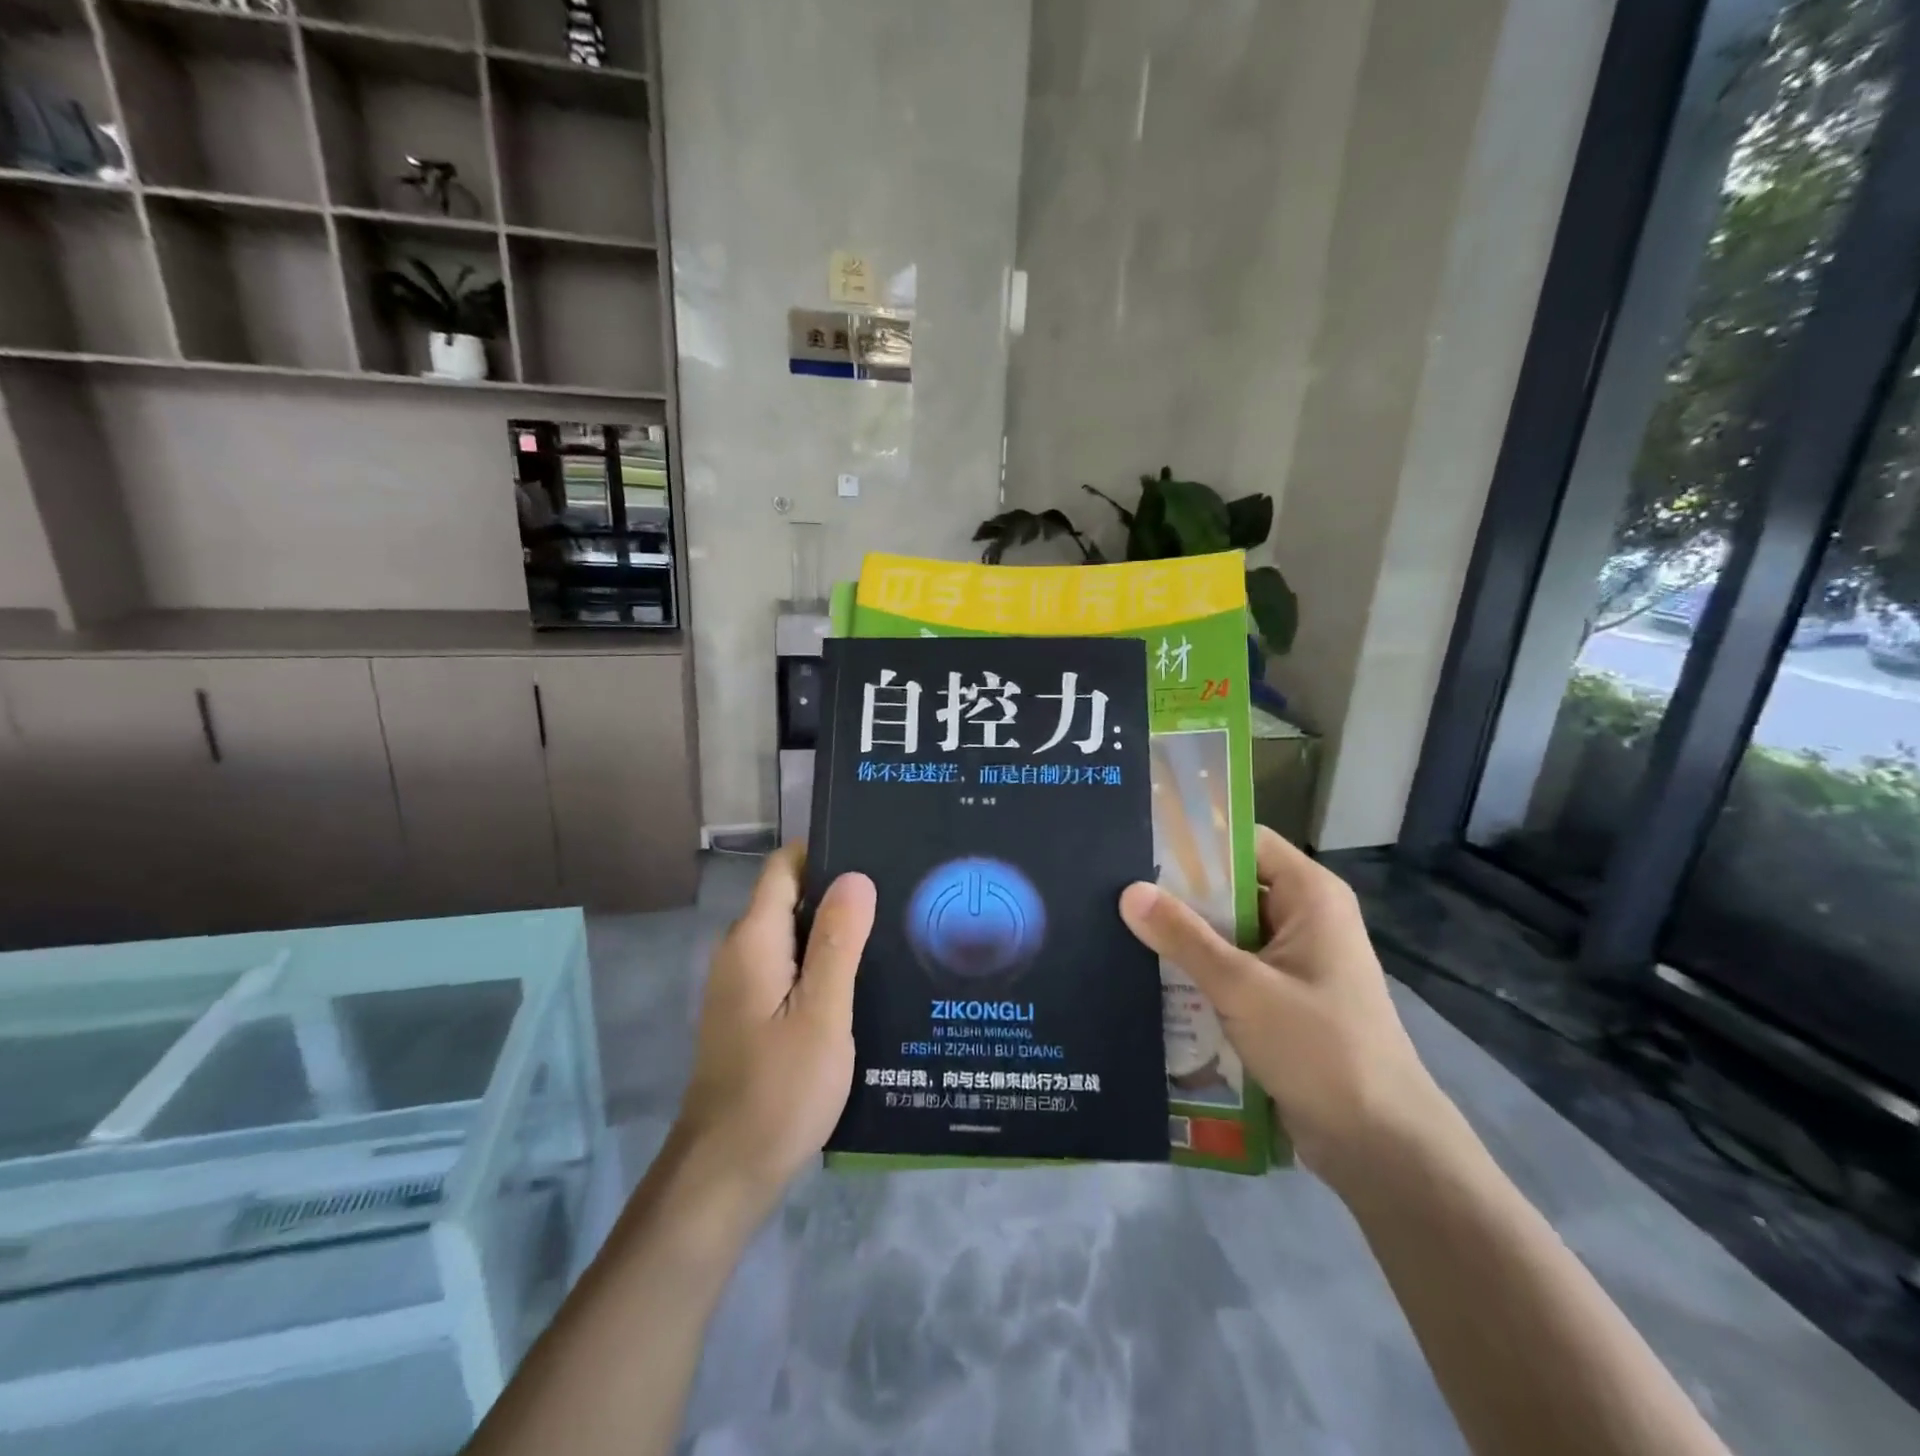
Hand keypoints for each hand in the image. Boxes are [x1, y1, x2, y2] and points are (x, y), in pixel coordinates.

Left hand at [673, 845, 875, 1207]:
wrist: (726, 1173)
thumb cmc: (779, 1088)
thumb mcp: (822, 1013)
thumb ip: (838, 942)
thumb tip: (856, 875)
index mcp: (754, 940)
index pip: (785, 867)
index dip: (826, 852)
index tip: (877, 851)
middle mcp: (741, 952)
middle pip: (791, 898)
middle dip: (841, 892)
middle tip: (900, 894)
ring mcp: (743, 985)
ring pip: (794, 936)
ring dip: (836, 932)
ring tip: (894, 931)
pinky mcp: (752, 1014)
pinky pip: (791, 968)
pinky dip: (823, 965)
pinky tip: (865, 981)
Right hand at [1119, 826, 1448, 1184]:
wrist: (1379, 1145)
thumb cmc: (1320, 1048)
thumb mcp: (1242, 987)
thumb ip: (1184, 937)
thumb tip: (1129, 891)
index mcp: (1310, 896)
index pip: (1245, 842)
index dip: (1196, 840)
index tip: (1140, 845)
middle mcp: (1303, 918)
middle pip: (1231, 887)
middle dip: (1179, 893)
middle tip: (1115, 890)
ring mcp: (1292, 961)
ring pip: (1226, 931)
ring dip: (1184, 937)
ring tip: (1119, 929)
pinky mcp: (1281, 999)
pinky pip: (1231, 968)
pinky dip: (1198, 971)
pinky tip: (1150, 976)